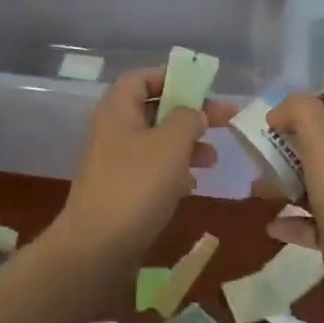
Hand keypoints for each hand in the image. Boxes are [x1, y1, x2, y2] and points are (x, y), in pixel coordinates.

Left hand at [63, 67, 235, 250]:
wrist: (97, 246)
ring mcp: (116, 162)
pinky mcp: (122, 191)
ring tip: (214, 159)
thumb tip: (194, 113)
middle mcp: (114, 130)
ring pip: (157, 142)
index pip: (142, 78)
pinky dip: (174, 172)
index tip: (202, 86)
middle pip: (155, 109)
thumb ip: (188, 118)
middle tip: (226, 119)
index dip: (171, 76)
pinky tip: (193, 184)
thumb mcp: (171, 143)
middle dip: (190, 113)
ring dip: (187, 145)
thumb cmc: (136, 184)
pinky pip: (152, 170)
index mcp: (118, 109)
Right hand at [266, 94, 323, 322]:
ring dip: (284, 186)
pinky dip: (292, 223)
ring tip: (256, 190)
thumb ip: (303, 114)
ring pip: (312, 187)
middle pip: (316, 152)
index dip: (294, 116)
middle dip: (283, 152)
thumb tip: (278, 112)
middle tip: (253, 161)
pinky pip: (313, 225)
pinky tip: (271, 227)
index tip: (262, 126)